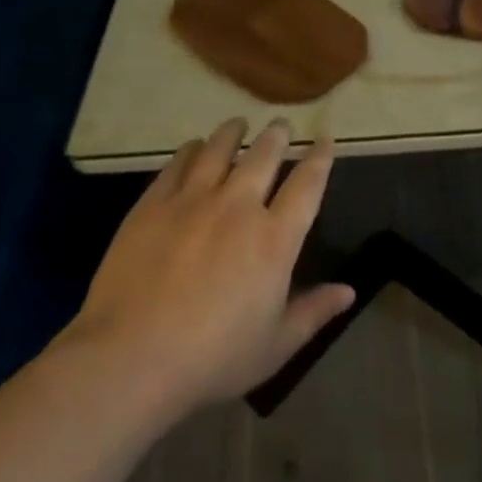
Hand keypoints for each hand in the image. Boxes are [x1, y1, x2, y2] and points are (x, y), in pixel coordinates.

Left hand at [64, 119, 354, 418]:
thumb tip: (349, 291)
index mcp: (274, 239)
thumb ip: (313, 312)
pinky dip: (192, 149)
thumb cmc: (212, 359)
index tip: (325, 138)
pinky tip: (194, 146)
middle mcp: (238, 206)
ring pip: (220, 149)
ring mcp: (194, 199)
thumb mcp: (274, 346)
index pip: (307, 185)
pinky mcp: (155, 202)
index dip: (320, 158)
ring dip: (234, 132)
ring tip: (239, 122)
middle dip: (277, 136)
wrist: (132, 356)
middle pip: (264, 155)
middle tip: (281, 125)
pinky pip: (179, 163)